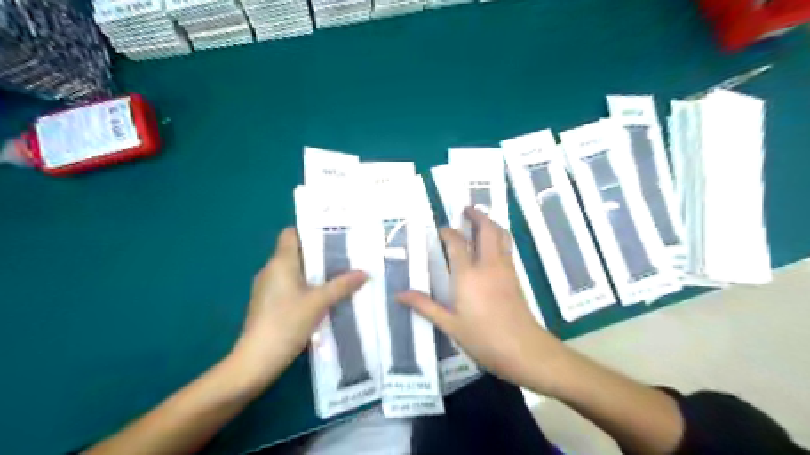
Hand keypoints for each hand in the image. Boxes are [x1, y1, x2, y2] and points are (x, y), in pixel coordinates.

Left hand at [230, 227, 366, 386]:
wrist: (257, 360)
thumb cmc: (287, 322)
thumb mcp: (319, 302)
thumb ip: (342, 286)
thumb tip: (365, 273)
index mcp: (280, 262)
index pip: (291, 234)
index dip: (309, 231)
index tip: (332, 237)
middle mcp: (271, 270)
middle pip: (295, 252)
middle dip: (319, 254)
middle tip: (344, 257)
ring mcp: (267, 288)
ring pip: (293, 271)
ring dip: (314, 272)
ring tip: (338, 275)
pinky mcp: (268, 303)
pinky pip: (289, 286)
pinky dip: (305, 286)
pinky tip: (322, 297)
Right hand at [397, 208, 565, 391]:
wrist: (524, 350)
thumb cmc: (483, 338)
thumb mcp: (450, 325)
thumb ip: (425, 306)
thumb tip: (399, 294)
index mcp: (468, 275)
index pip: (457, 243)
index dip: (448, 233)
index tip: (440, 229)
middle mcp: (488, 265)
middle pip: (486, 229)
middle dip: (477, 215)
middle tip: (466, 209)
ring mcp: (505, 269)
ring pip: (501, 235)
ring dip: (491, 223)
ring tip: (480, 220)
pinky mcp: (515, 276)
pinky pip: (506, 247)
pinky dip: (499, 237)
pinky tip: (492, 245)